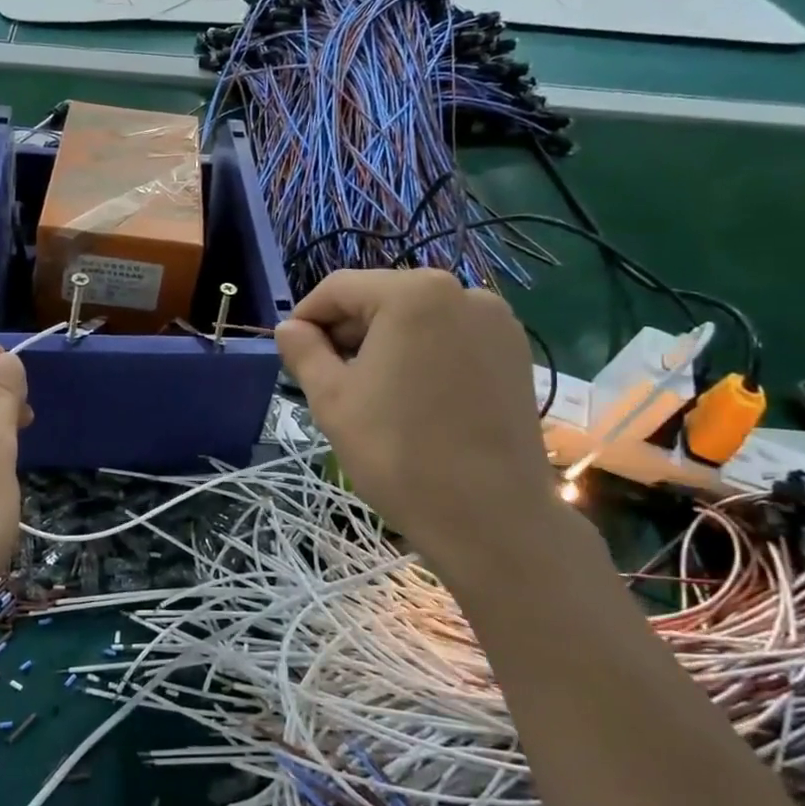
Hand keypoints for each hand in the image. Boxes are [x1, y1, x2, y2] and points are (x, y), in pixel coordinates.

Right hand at [275, 270, 561, 568]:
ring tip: (370, 392)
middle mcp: (462, 291)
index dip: (306, 317)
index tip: (291, 353)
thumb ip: (303, 352)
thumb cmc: (398, 453)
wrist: (490, 518)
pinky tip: (413, 398)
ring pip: (418, 319)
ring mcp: (496, 322)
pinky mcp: (516, 353)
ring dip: (384, 344)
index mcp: (413, 293)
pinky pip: (452, 339)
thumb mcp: (332, 399)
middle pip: (382, 298)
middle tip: (326, 378)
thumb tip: (288, 328)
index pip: (339, 288)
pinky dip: (423, 355)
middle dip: (347, 332)